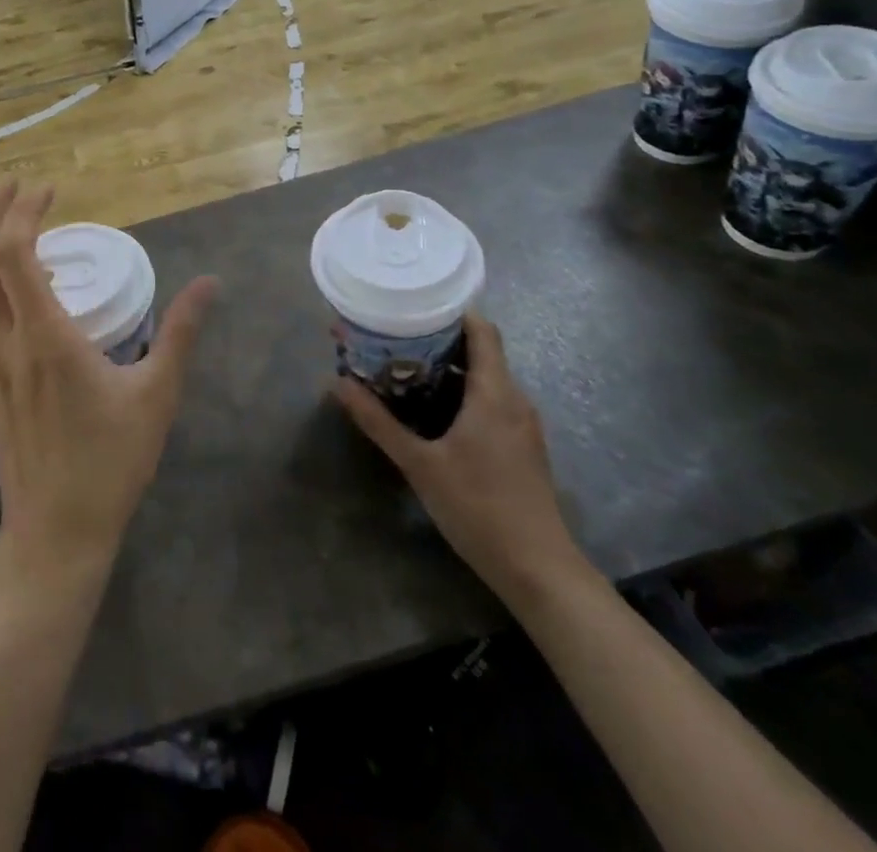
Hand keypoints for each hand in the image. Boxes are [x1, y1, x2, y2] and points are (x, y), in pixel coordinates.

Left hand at [0, 181, 216, 588]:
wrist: (57, 530)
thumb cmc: (111, 462)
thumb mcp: (157, 394)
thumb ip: (181, 332)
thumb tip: (211, 282)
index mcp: (45, 337)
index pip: (13, 253)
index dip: (23, 211)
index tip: (49, 190)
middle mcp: (3, 341)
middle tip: (16, 186)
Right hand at [334, 315, 583, 606]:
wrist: (539, 571)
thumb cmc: (479, 507)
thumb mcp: (419, 463)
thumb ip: (378, 421)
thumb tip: (337, 383)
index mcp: (494, 392)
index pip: (481, 329)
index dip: (449, 311)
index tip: (411, 305)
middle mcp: (513, 399)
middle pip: (478, 351)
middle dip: (434, 340)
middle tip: (390, 337)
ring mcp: (520, 424)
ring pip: (482, 378)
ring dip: (444, 369)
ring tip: (399, 368)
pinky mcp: (520, 446)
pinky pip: (488, 402)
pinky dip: (457, 394)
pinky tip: (427, 409)